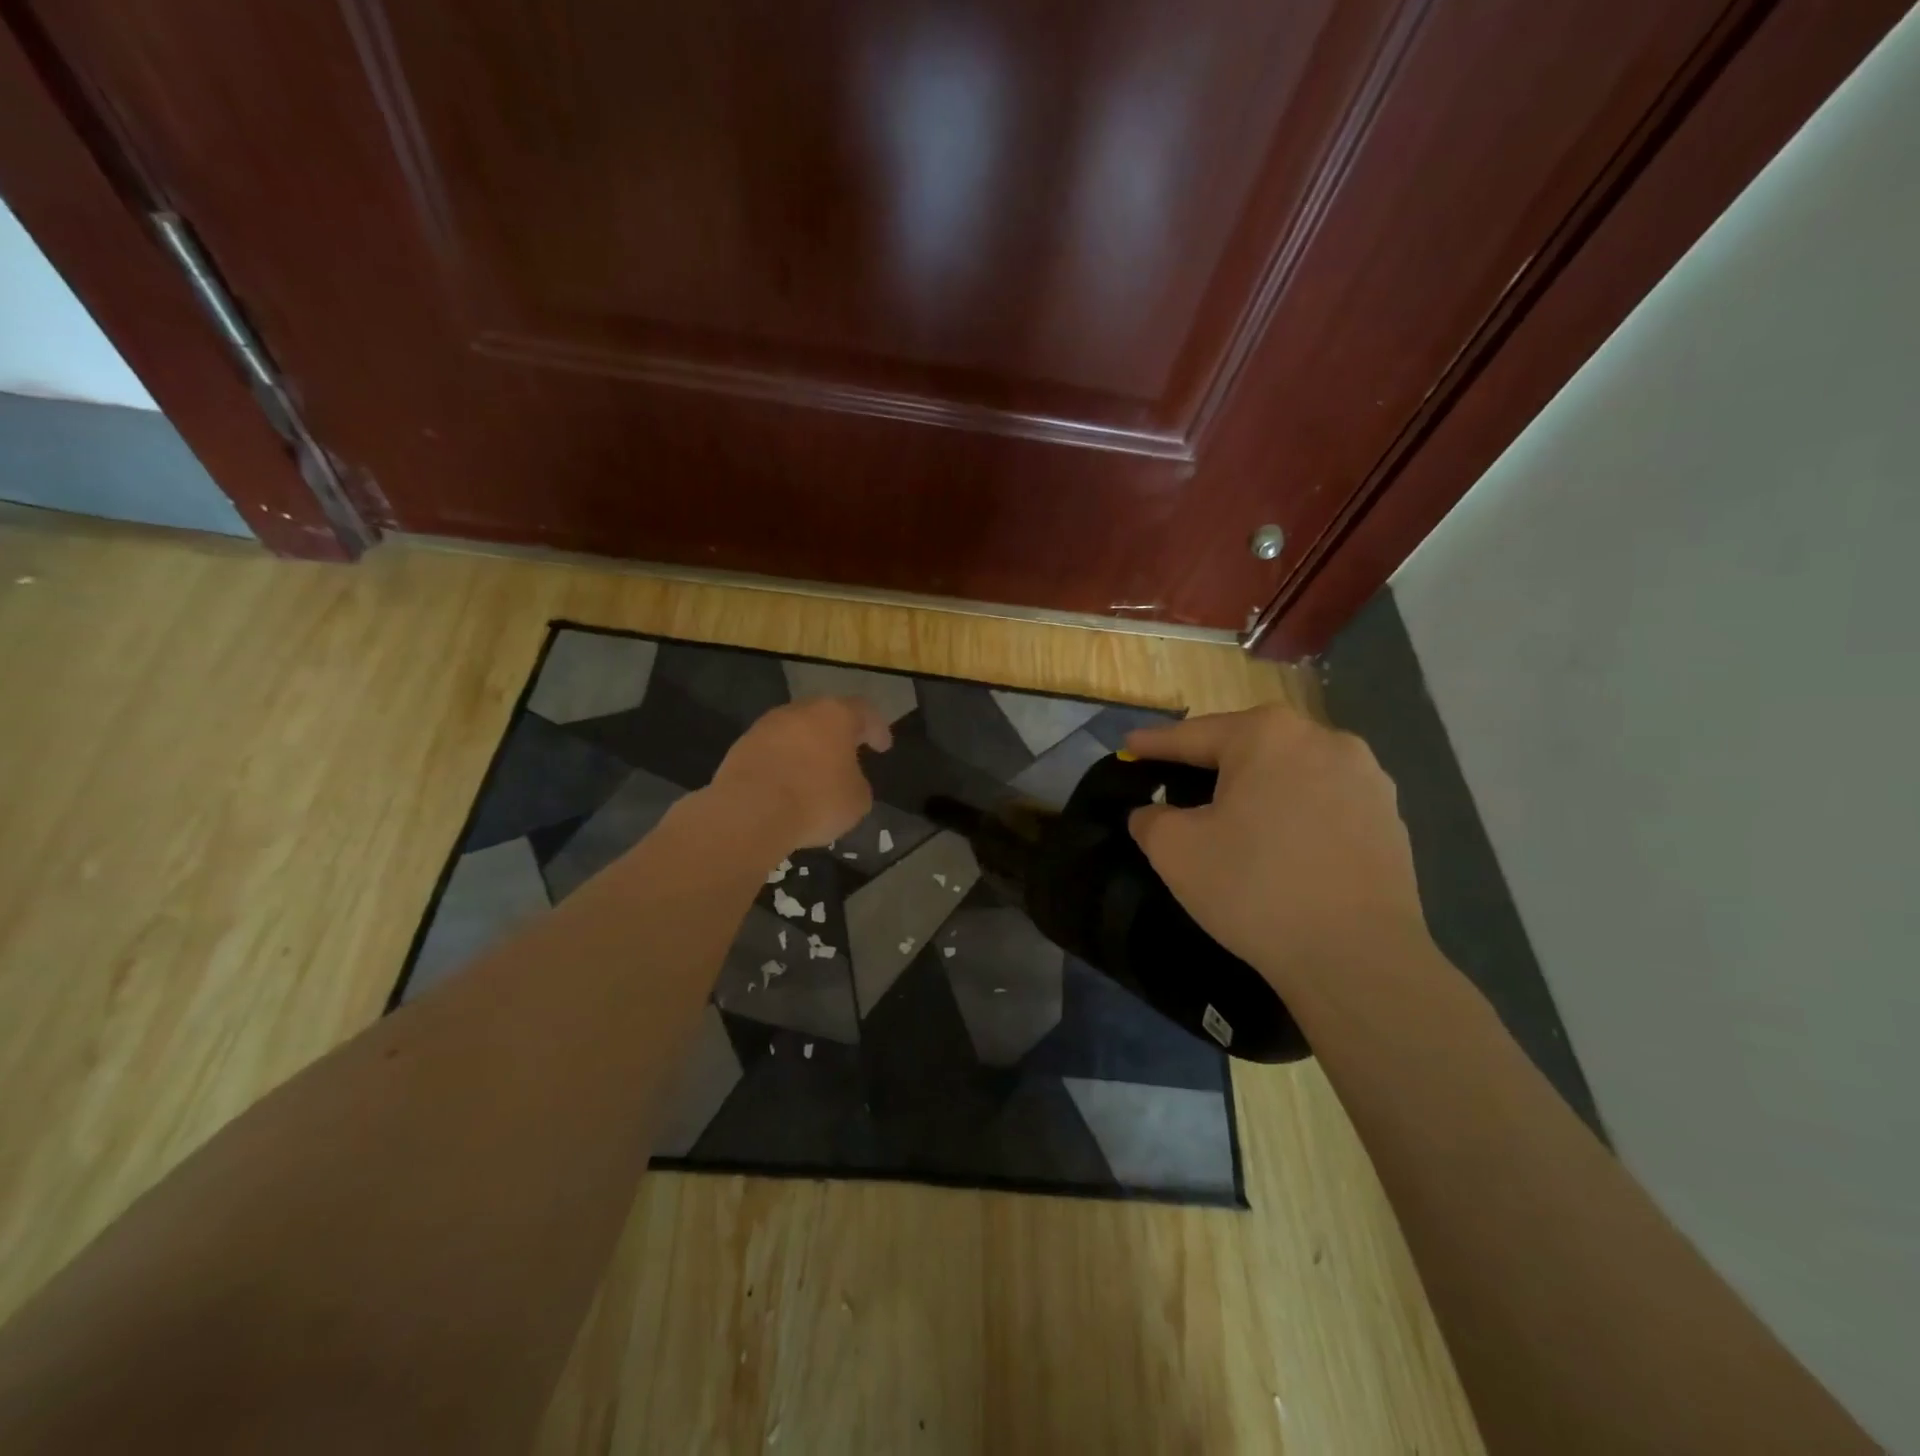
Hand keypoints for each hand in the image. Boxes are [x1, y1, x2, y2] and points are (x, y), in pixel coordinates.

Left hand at [711, 695, 892, 847]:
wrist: (750, 813)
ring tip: (815, 773)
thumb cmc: (816, 800)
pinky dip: (784, 763)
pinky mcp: (741, 747)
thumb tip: (846, 780)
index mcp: (835, 715)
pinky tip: (787, 785)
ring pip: (795, 731)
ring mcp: (766, 726)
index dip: (876, 728)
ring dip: (807, 748)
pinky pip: (772, 751)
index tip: (882, 747)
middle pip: (825, 715)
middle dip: (838, 734)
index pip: (863, 711)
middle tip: (848, 753)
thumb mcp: (857, 800)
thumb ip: (857, 782)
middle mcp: (800, 711)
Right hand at [1125, 704, 1428, 987]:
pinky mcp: (1390, 817)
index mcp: (1268, 734)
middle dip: (1209, 763)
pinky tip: (1281, 844)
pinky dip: (1294, 813)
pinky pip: (1323, 802)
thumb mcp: (1175, 850)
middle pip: (1247, 747)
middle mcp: (1324, 739)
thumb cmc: (1255, 888)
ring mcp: (1366, 777)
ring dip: (1256, 787)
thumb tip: (1152, 813)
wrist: (1357, 958)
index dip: (1154, 744)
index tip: (1128, 747)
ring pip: (1290, 772)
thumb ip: (1150, 818)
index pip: (1193, 735)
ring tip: (1232, 816)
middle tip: (1175, 782)